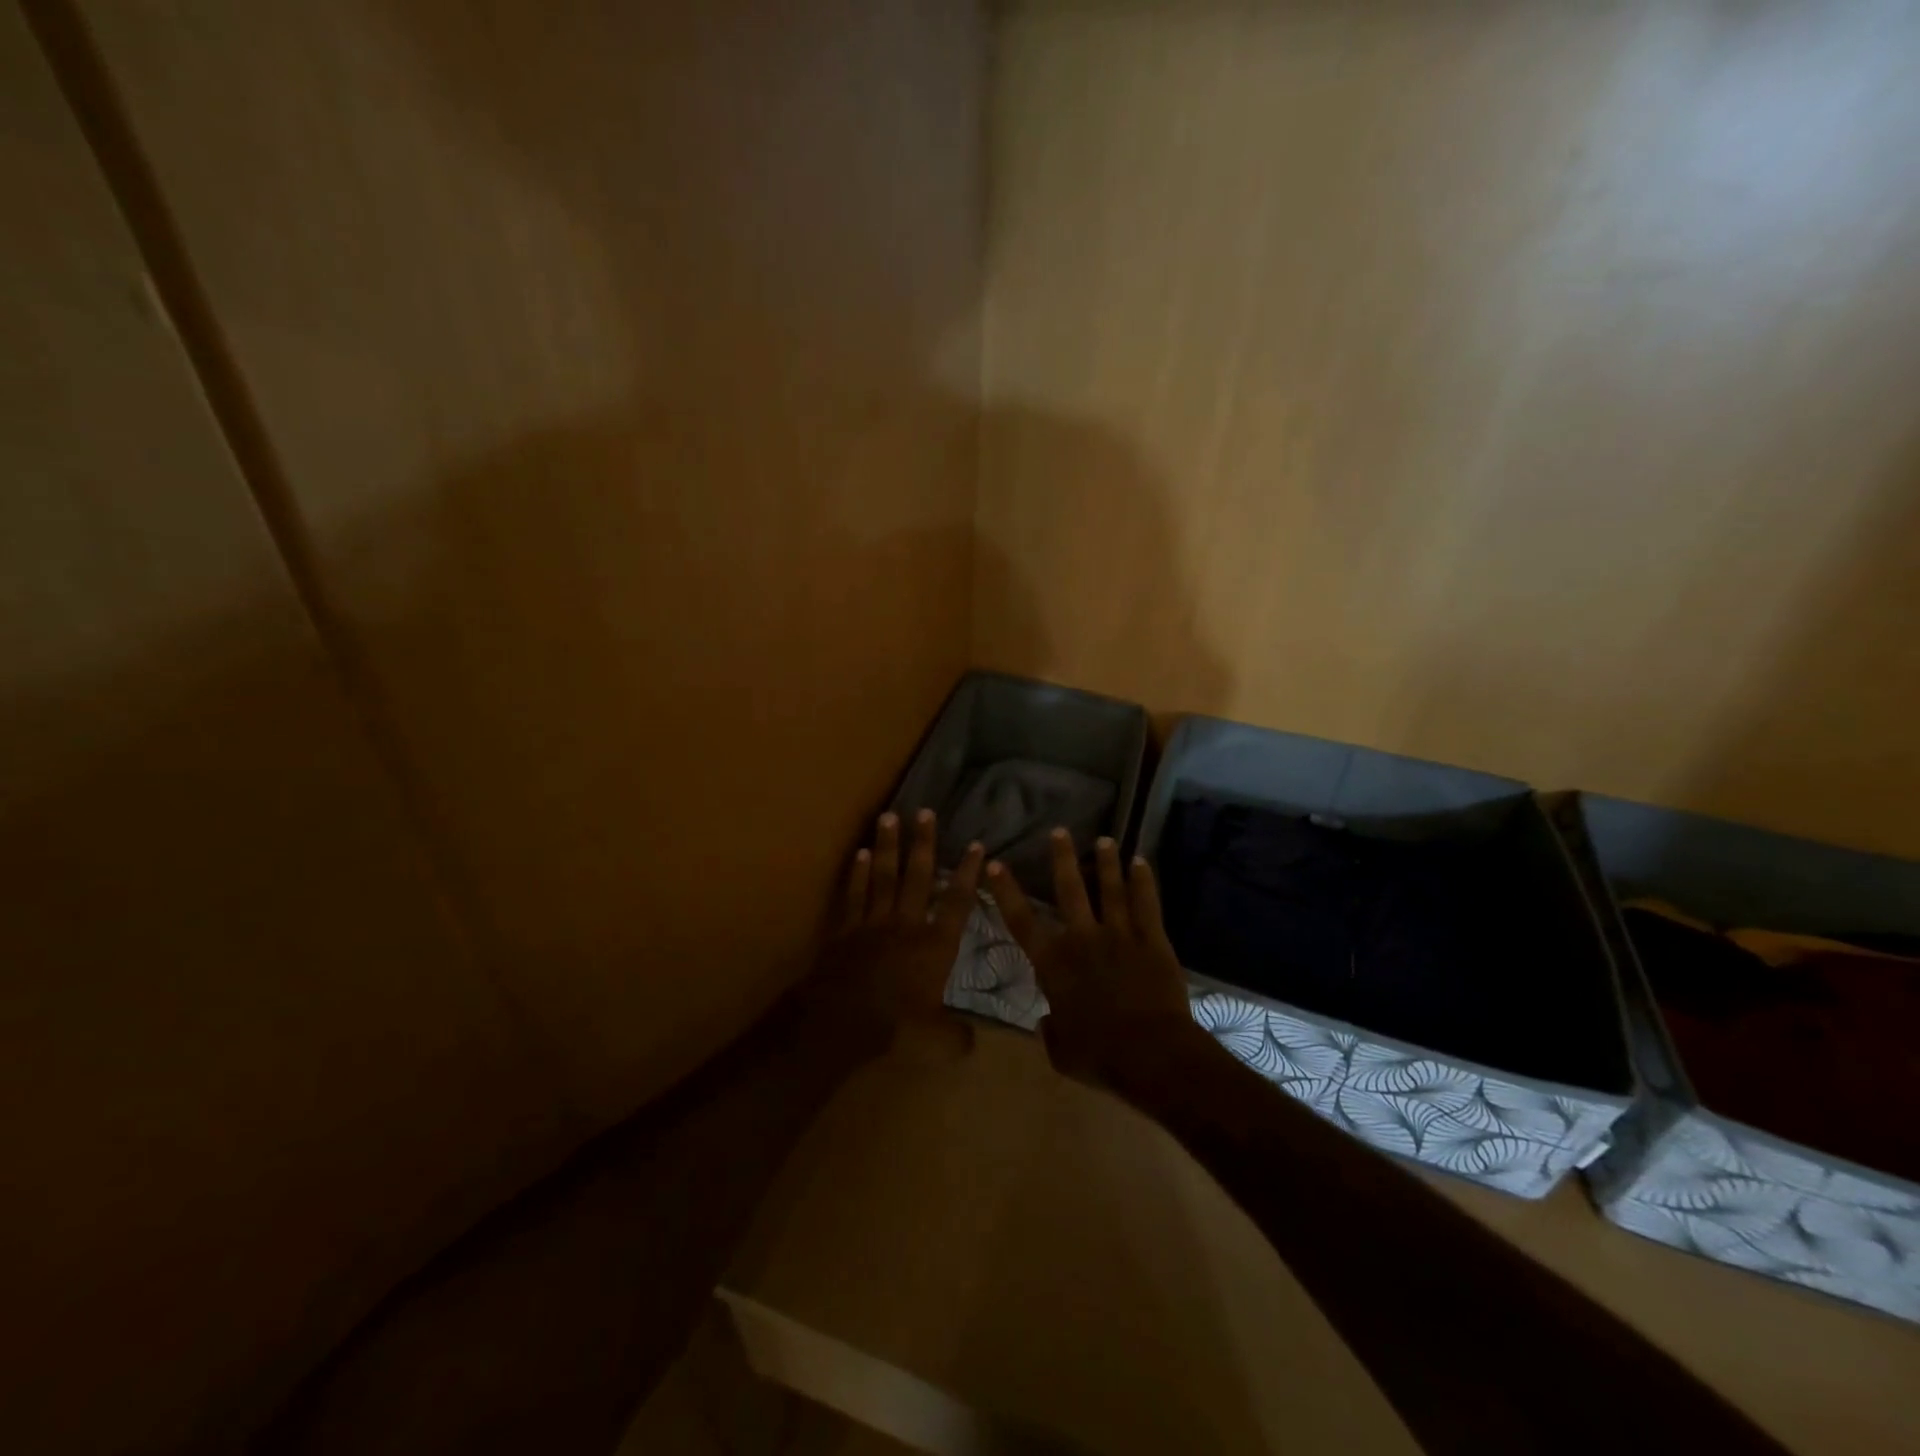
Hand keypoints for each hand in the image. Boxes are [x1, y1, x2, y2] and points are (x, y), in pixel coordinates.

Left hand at [806, 809, 984, 1055]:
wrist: (843, 1018)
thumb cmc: (896, 1024)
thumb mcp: (936, 1037)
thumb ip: (956, 1036)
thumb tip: (973, 1044)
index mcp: (935, 945)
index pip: (958, 901)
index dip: (968, 873)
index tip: (976, 845)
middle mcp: (908, 924)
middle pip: (918, 876)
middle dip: (923, 843)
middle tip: (925, 811)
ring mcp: (874, 922)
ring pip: (883, 876)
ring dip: (887, 846)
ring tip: (889, 816)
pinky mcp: (847, 928)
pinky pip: (854, 894)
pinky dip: (856, 874)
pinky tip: (858, 853)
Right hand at [985, 829, 1200, 1086]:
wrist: (1151, 1054)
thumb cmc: (1100, 1056)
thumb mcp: (1061, 1052)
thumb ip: (1050, 1030)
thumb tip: (1047, 1021)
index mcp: (1053, 964)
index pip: (1022, 920)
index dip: (1007, 891)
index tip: (996, 864)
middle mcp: (1082, 939)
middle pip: (1069, 890)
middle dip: (1062, 858)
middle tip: (1059, 831)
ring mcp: (1119, 935)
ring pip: (1110, 889)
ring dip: (1106, 863)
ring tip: (1104, 839)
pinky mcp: (1152, 940)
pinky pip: (1146, 904)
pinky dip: (1143, 881)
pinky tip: (1141, 862)